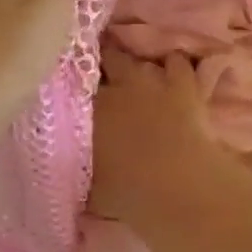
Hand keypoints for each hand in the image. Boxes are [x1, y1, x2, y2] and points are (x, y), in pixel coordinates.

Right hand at [89, 49, 236, 220]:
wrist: (179, 185)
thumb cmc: (129, 192)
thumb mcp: (89, 190)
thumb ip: (76, 172)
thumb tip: (68, 169)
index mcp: (87, 109)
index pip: (74, 86)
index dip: (76, 87)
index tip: (76, 93)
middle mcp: (115, 86)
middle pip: (105, 61)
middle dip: (105, 67)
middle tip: (106, 80)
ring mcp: (150, 80)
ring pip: (139, 60)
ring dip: (137, 66)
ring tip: (136, 76)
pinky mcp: (183, 84)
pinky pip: (176, 62)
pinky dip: (173, 65)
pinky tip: (172, 71)